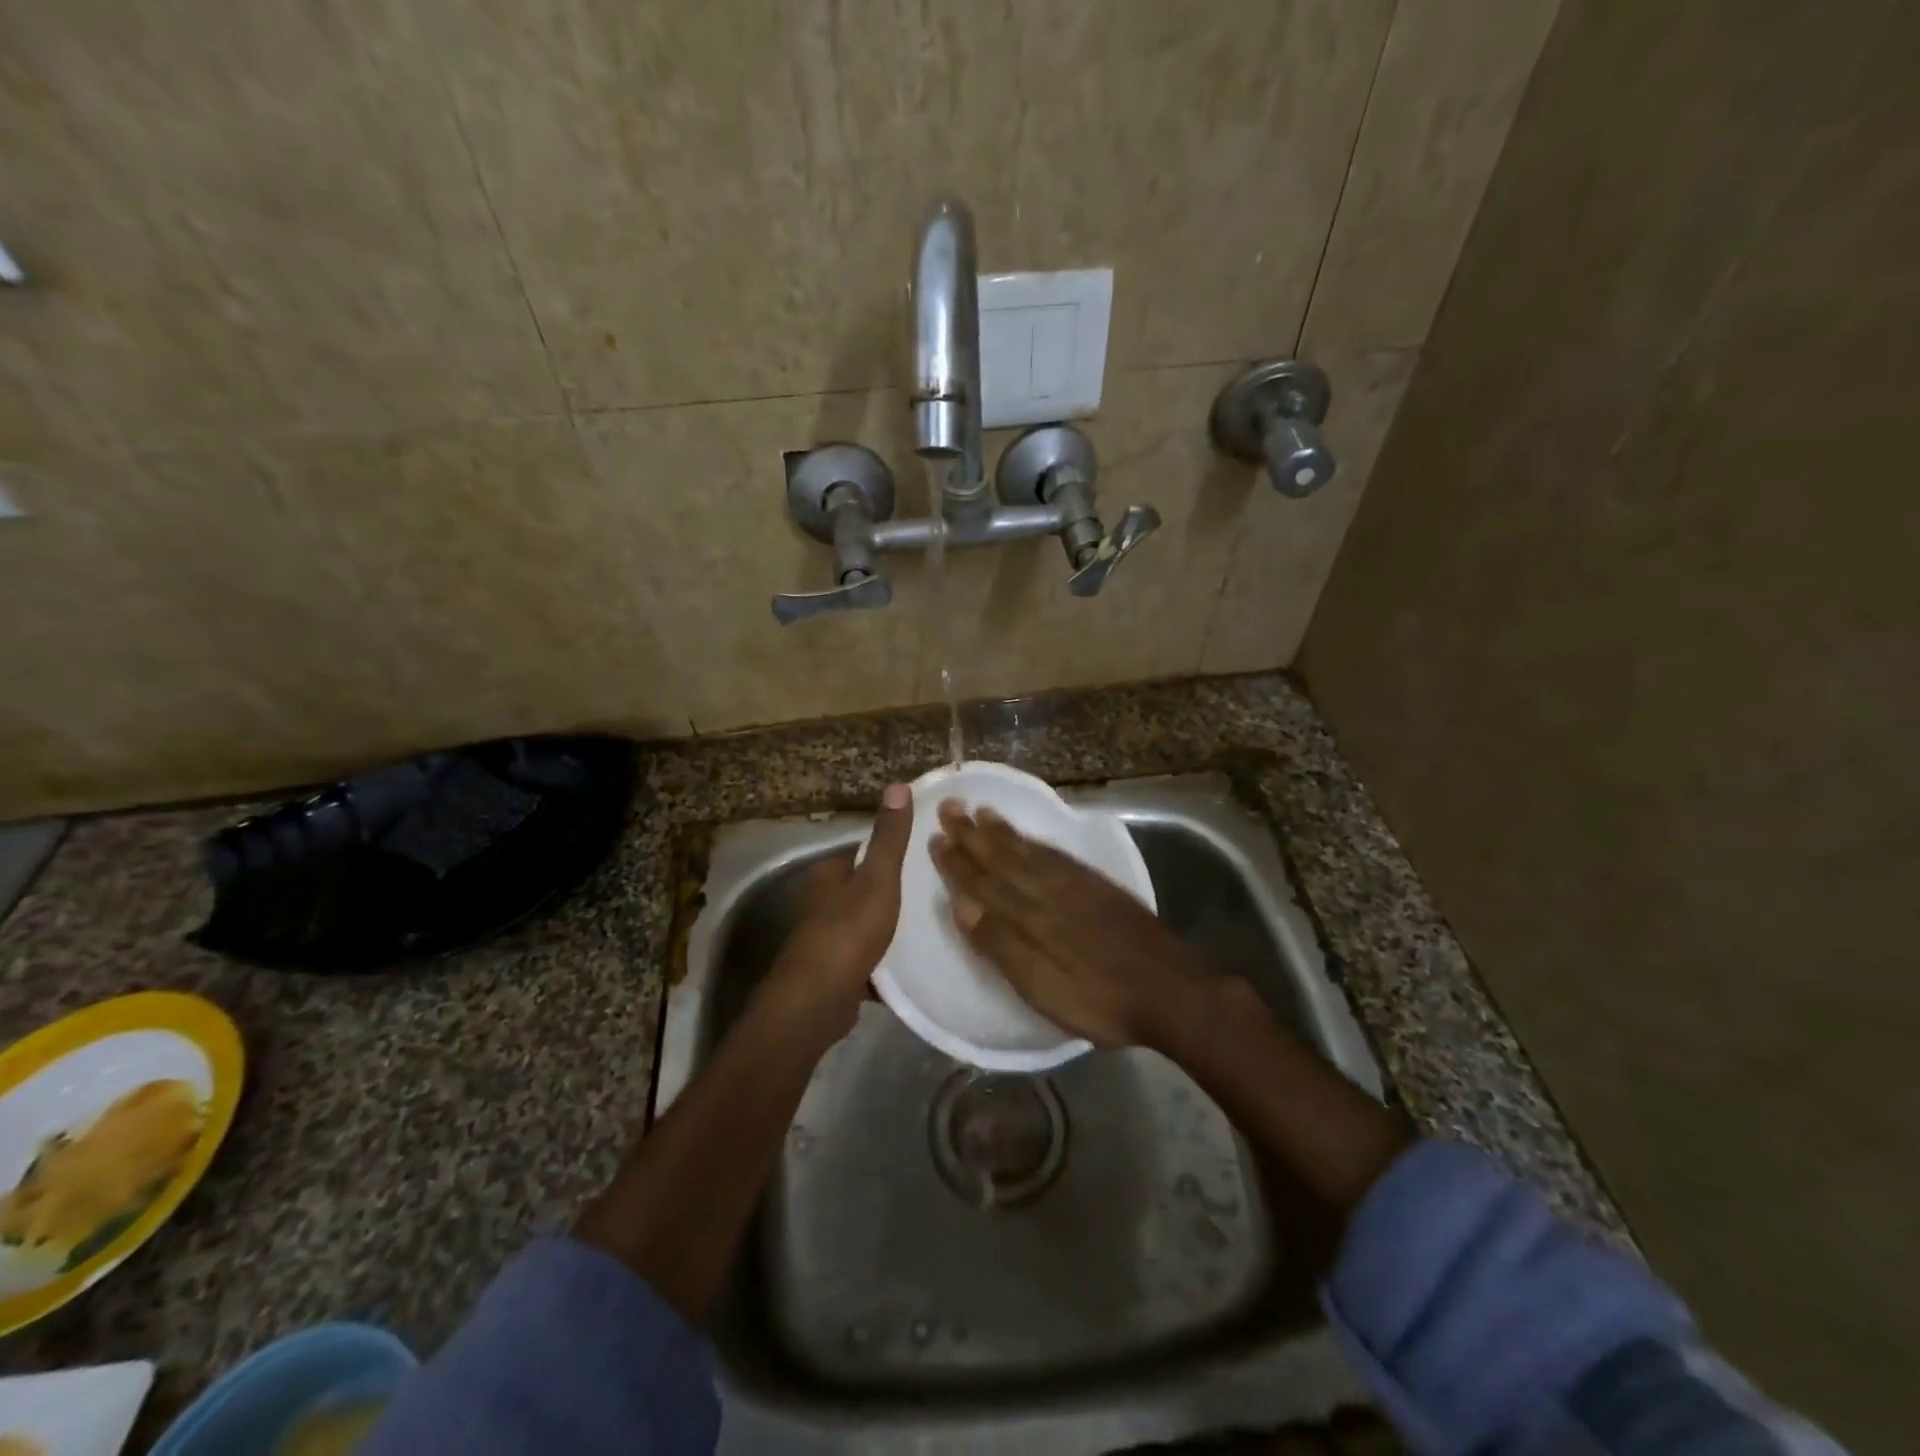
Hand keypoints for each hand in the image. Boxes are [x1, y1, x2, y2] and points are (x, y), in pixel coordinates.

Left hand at [757, 783, 912, 1044]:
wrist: (817, 1001)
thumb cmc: (848, 931)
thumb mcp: (878, 878)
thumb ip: (890, 837)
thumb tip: (898, 785)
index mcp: (828, 875)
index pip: (863, 854)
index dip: (892, 854)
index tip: (925, 858)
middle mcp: (821, 904)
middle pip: (864, 890)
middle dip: (894, 894)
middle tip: (935, 895)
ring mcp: (825, 941)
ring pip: (865, 926)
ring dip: (890, 930)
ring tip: (931, 929)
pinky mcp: (834, 974)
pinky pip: (867, 961)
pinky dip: (886, 963)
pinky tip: (913, 968)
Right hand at [930, 800, 1207, 1047]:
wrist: (1171, 992)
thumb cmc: (1099, 1000)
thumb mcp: (1042, 987)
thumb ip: (1001, 945)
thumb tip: (960, 904)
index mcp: (1031, 916)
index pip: (984, 882)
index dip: (958, 861)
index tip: (935, 837)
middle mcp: (1050, 891)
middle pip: (1004, 858)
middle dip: (974, 834)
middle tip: (950, 806)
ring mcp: (1078, 885)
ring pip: (1030, 851)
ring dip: (1003, 832)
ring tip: (982, 811)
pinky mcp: (1100, 887)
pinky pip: (1058, 855)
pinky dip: (1037, 843)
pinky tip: (1030, 839)